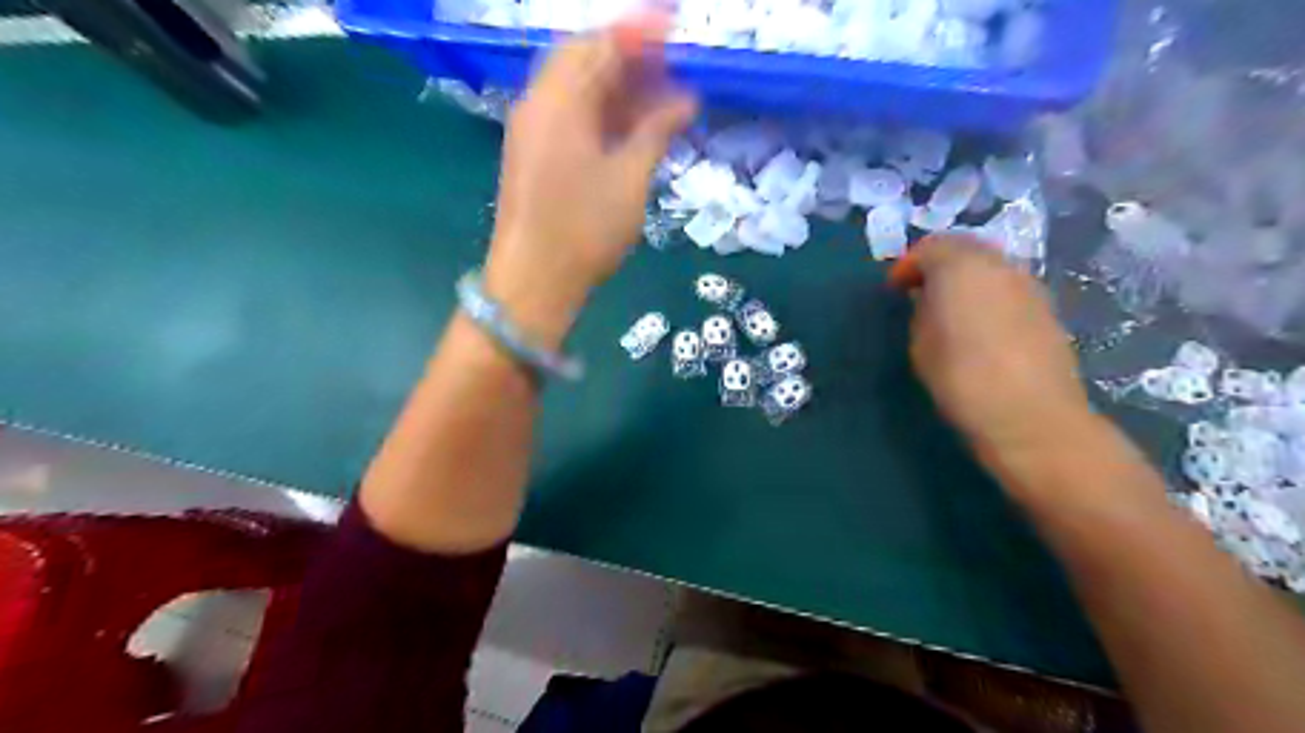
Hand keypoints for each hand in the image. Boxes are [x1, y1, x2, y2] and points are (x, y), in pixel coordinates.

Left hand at [484, 21, 697, 345]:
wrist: (533, 281)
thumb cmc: (585, 230)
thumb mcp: (629, 178)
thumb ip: (656, 131)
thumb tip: (685, 100)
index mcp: (559, 101)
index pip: (601, 45)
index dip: (641, 32)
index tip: (676, 27)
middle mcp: (538, 104)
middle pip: (583, 59)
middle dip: (628, 56)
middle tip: (670, 65)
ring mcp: (531, 129)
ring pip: (575, 87)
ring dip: (615, 85)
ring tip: (659, 95)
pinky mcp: (532, 153)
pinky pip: (568, 114)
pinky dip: (600, 111)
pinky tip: (629, 124)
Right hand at [894, 235, 1091, 475]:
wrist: (1029, 416)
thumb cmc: (961, 377)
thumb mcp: (921, 343)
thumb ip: (922, 311)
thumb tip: (928, 300)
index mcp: (961, 267)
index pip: (929, 248)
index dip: (907, 265)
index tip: (894, 289)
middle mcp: (999, 265)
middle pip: (965, 248)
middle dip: (939, 263)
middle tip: (919, 290)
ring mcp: (1029, 285)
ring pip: (990, 267)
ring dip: (967, 278)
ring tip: (949, 308)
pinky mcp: (1047, 309)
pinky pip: (1008, 288)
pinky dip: (988, 295)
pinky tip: (979, 325)